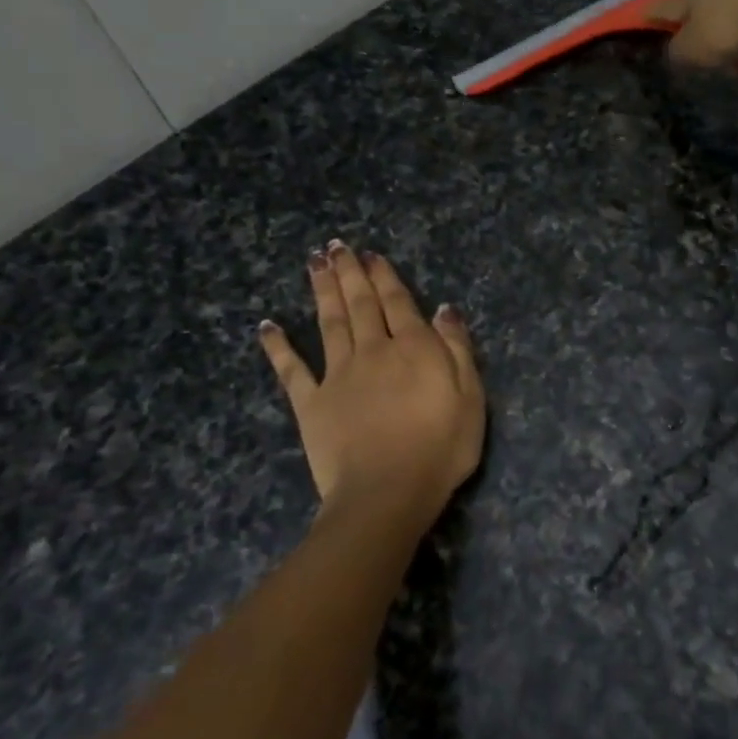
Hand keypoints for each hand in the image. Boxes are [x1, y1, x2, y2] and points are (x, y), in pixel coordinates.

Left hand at [260, 242, 484, 521]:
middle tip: (336, 246)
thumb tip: (444, 309)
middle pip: (359, 304)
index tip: (371, 255)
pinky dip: (278, 346)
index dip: (384, 276)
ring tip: (314, 262)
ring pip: (328, 323)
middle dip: (349, 272)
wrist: (388, 492)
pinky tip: (267, 326)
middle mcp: (372, 351)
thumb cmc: (440, 448)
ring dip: (321, 291)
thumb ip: (457, 349)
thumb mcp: (470, 397)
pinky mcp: (310, 403)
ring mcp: (337, 375)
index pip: (397, 302)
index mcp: (413, 348)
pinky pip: (291, 370)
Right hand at [655, 0, 737, 70]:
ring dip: (725, 1)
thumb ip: (677, 50)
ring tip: (726, 22)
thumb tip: (676, 47)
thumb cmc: (727, 29)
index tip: (649, 22)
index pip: (664, 3)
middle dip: (694, 5)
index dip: (655, 17)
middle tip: (694, 26)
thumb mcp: (691, 51)